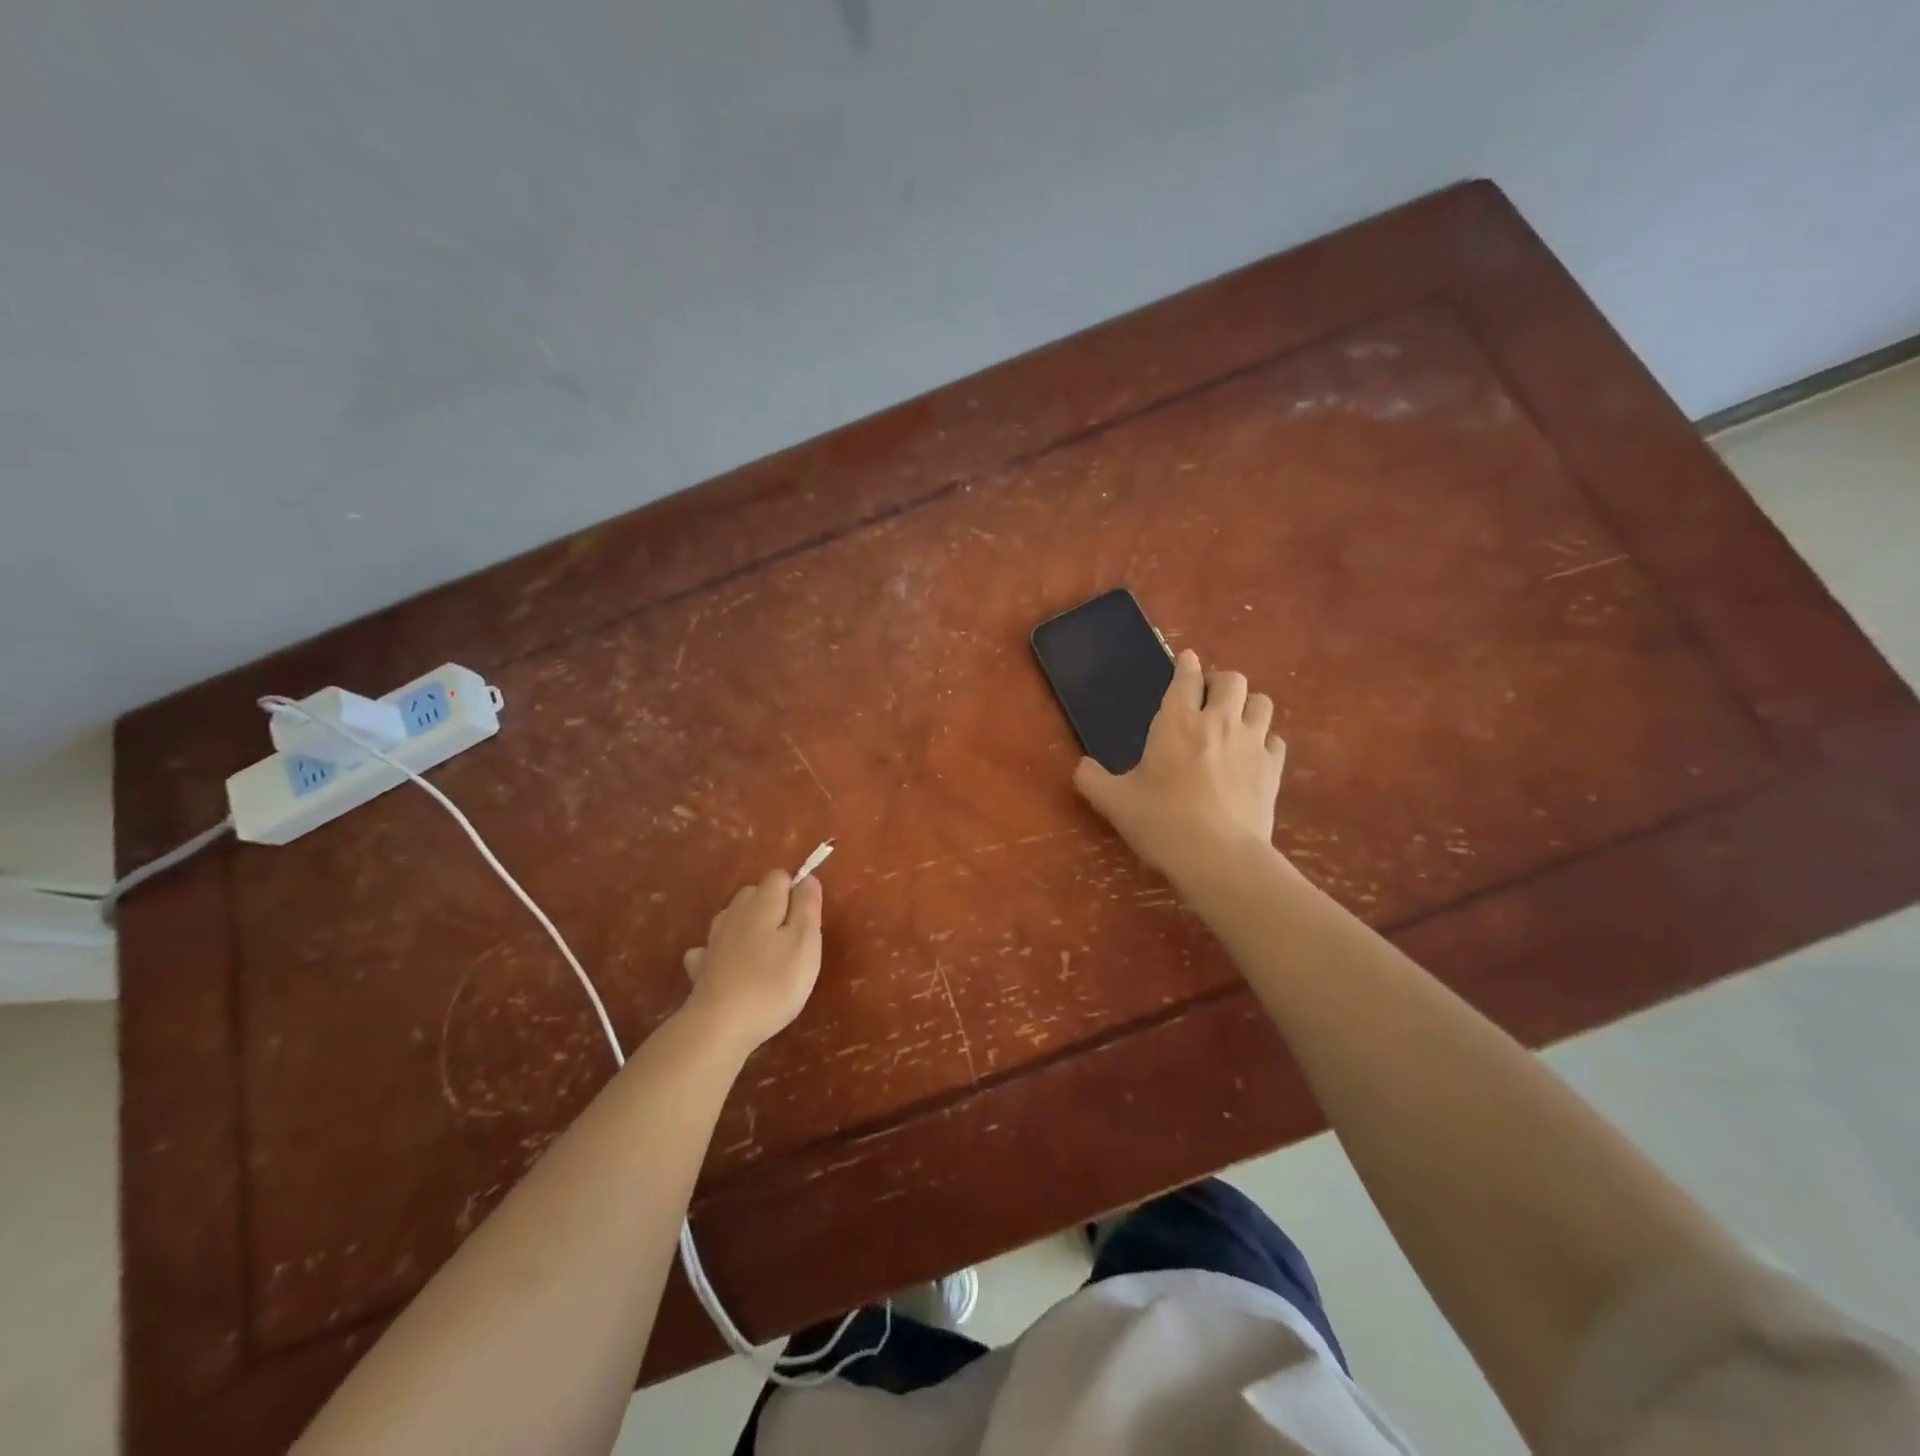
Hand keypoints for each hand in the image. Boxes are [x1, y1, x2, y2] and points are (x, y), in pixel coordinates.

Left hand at [680, 870, 823, 1054]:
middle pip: (753, 893)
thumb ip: (807, 907)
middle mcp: (735, 913)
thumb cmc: (773, 983)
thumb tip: (808, 879)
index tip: (806, 918)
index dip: (794, 890)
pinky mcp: (700, 967)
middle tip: (789, 936)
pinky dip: (720, 952)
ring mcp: (713, 940)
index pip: (778, 876)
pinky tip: (728, 967)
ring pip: (731, 918)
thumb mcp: (805, 943)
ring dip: (746, 925)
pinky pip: (710, 949)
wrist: (719, 1025)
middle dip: (771, 904)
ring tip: (763, 950)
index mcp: (763, 904)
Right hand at [1073, 649, 1285, 883]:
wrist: (1217, 857)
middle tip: (1207, 699)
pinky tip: (1252, 755)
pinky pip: (1275, 739)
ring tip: (1234, 721)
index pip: (1186, 677)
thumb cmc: (1160, 822)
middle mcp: (1219, 721)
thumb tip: (1082, 767)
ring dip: (1247, 705)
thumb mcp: (1114, 802)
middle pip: (1232, 679)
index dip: (1186, 665)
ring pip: (1261, 702)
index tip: (1186, 661)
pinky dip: (1264, 740)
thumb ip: (1091, 779)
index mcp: (1177, 722)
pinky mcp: (1274, 769)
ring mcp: (1252, 743)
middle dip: (1219, 682)